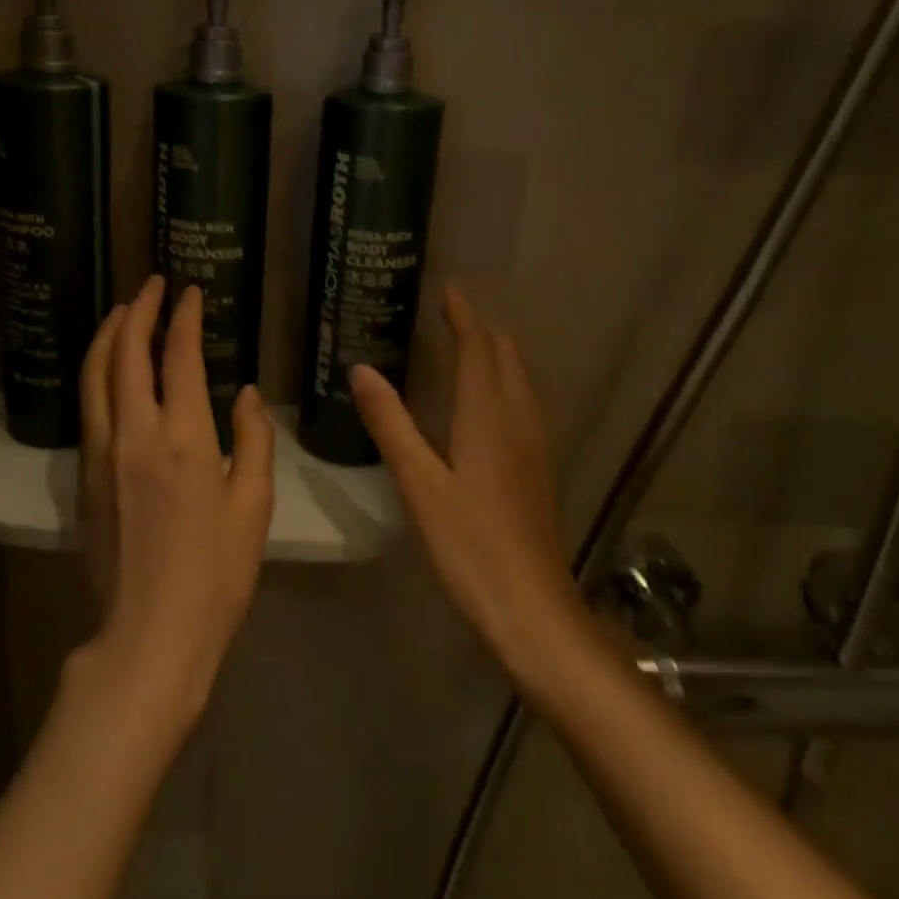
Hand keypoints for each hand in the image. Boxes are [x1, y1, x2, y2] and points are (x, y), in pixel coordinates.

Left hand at [76, 277, 274, 727]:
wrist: (151, 634)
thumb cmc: (216, 573)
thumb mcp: (254, 506)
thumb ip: (253, 440)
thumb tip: (246, 394)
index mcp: (183, 438)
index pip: (178, 357)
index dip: (183, 318)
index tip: (189, 292)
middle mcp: (134, 433)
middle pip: (125, 353)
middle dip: (138, 311)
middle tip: (152, 285)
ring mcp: (101, 454)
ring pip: (95, 375)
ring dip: (108, 334)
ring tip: (123, 311)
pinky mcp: (84, 476)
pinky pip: (89, 406)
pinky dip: (97, 371)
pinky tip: (109, 368)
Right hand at [350, 285, 580, 683]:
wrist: (532, 608)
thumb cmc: (469, 543)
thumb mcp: (419, 482)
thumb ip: (390, 422)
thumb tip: (361, 368)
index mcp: (488, 414)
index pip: (478, 347)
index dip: (463, 316)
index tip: (448, 290)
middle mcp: (517, 419)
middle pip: (506, 357)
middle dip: (482, 330)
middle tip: (451, 314)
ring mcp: (533, 445)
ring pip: (519, 380)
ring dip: (496, 355)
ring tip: (468, 346)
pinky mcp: (537, 469)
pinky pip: (522, 404)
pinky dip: (503, 383)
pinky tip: (487, 404)